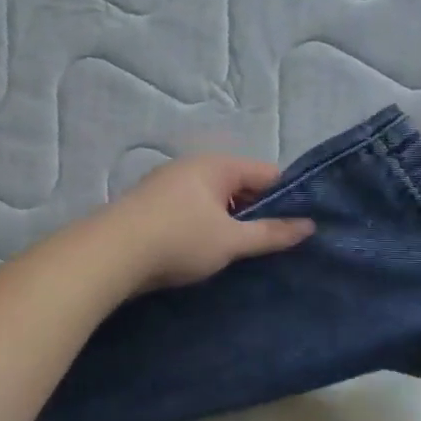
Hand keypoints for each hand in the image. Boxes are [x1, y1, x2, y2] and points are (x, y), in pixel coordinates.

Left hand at [103, 155, 314, 293]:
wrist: (110, 255)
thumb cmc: (179, 240)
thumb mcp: (232, 241)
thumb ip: (271, 233)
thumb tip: (309, 226)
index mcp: (217, 165)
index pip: (267, 173)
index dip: (287, 198)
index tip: (299, 225)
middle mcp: (193, 166)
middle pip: (240, 185)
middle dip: (257, 212)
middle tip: (273, 243)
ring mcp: (169, 184)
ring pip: (215, 200)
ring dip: (230, 222)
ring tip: (241, 252)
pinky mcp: (152, 206)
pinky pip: (192, 211)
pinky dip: (205, 227)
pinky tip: (207, 251)